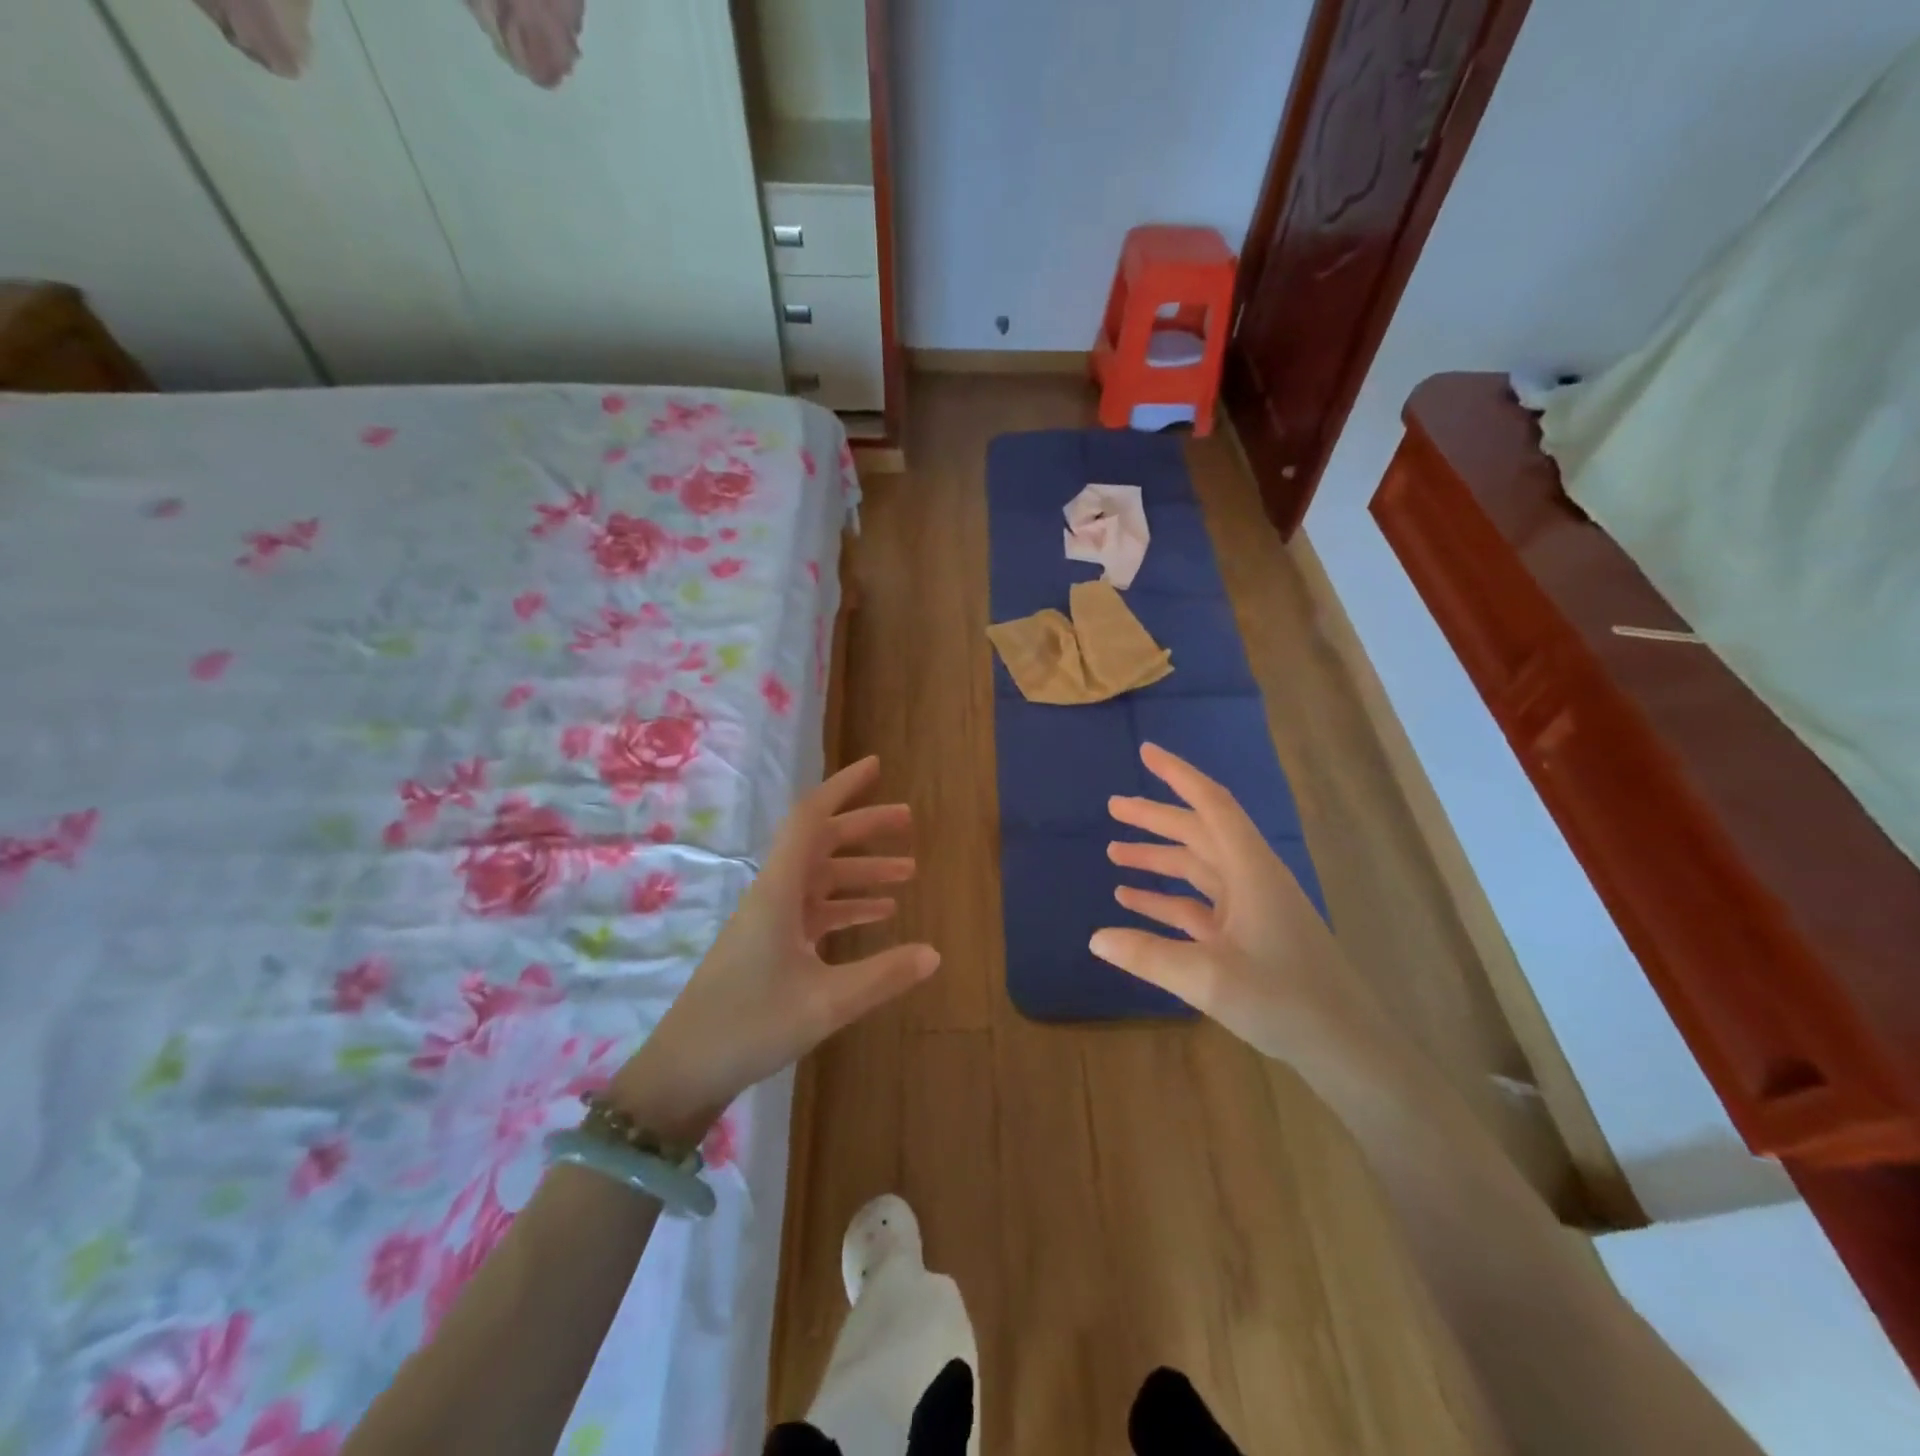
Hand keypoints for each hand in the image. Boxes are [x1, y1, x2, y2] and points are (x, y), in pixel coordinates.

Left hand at [610, 756, 938, 1143]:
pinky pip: (815, 911)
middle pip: (821, 844)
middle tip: (908, 821)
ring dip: (861, 870)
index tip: (876, 767)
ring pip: (821, 878)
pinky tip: (879, 915)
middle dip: (864, 828)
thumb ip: (882, 976)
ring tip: (908, 871)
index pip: (811, 819)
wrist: (683, 1071)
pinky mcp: (769, 946)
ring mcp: (770, 921)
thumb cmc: (749, 1027)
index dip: (843, 788)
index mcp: (779, 891)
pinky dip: (847, 905)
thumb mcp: (825, 1004)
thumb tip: (935, 953)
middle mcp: (774, 895)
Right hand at [1092, 742, 1366, 1063]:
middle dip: (1156, 818)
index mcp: (1250, 870)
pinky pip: (1199, 904)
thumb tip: (1095, 938)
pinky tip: (1134, 901)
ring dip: (1158, 858)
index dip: (1178, 775)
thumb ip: (1148, 956)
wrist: (1347, 1046)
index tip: (1146, 753)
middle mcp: (1251, 878)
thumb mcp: (1209, 979)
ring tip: (1114, 852)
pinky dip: (1167, 898)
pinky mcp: (1248, 935)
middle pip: (1199, 833)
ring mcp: (1251, 907)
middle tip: (1113, 807)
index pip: (1210, 805)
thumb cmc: (1285, 1000)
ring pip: (1198, 867)